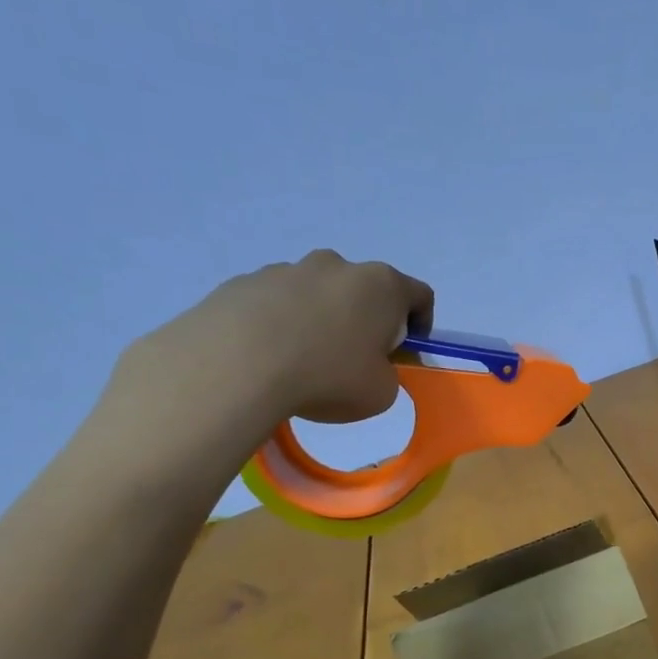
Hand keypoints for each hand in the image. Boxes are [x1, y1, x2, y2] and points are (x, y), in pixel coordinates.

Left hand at [109, 251, 434, 450]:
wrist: (236, 366)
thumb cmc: (329, 377)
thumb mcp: (382, 393)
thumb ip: (386, 374)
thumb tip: (368, 365)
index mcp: (381, 286)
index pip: (420, 295)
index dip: (421, 325)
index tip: (404, 353)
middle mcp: (338, 266)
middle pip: (365, 290)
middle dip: (367, 320)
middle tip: (356, 360)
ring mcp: (288, 269)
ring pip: (319, 294)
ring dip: (322, 320)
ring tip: (305, 363)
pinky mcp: (246, 282)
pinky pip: (277, 303)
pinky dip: (282, 325)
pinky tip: (270, 359)